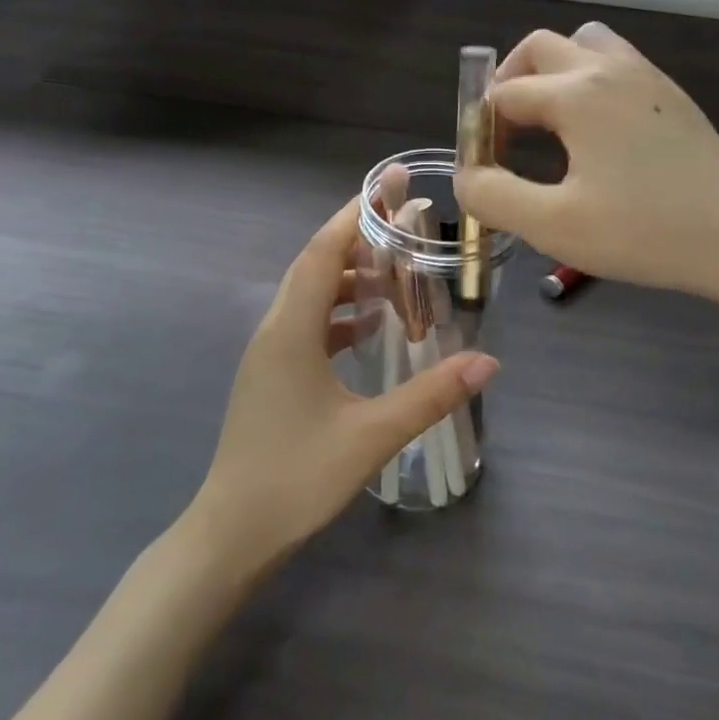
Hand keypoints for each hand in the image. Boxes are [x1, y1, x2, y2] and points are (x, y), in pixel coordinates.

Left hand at [190, 198, 497, 569]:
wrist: (230, 534)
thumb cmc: (295, 479)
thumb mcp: (371, 436)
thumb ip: (431, 395)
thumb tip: (488, 361)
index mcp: (291, 329)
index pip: (323, 250)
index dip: (357, 213)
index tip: (390, 185)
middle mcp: (274, 328)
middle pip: (316, 263)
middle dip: (359, 236)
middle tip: (406, 221)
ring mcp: (269, 352)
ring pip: (310, 293)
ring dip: (350, 275)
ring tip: (397, 270)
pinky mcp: (272, 373)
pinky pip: (308, 322)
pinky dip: (340, 310)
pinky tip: (370, 326)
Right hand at [456, 24, 718, 318]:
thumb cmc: (643, 232)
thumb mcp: (554, 225)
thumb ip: (494, 197)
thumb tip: (466, 176)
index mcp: (576, 93)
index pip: (506, 95)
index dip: (483, 128)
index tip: (483, 167)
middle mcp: (609, 68)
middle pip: (540, 47)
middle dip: (511, 81)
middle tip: (506, 132)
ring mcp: (647, 77)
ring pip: (585, 42)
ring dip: (555, 69)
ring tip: (550, 120)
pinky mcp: (672, 96)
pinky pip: (618, 62)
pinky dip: (591, 78)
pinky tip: (598, 131)